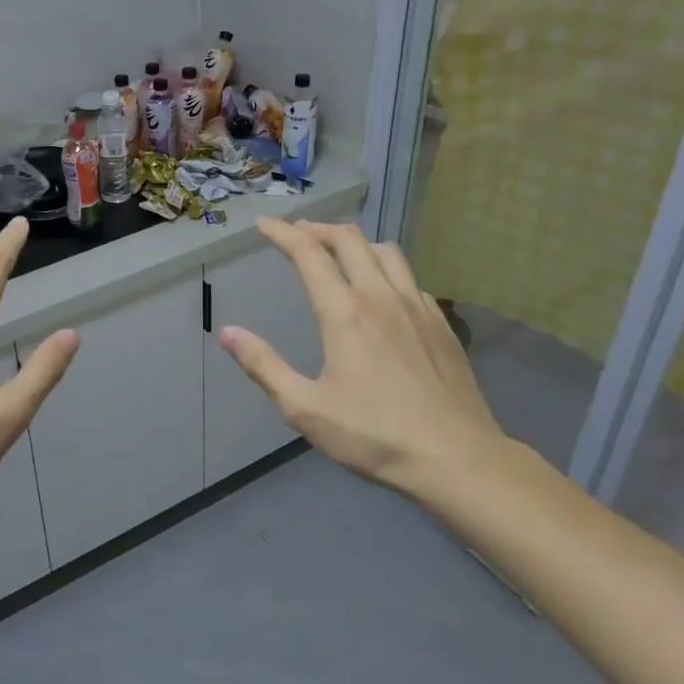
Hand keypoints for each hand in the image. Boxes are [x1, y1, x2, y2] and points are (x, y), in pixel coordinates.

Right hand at [217, 219, 507, 497]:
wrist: (456, 458)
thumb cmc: (373, 435)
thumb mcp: (304, 408)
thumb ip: (263, 366)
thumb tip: (227, 332)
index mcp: (344, 313)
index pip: (309, 254)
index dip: (282, 234)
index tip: (264, 225)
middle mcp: (381, 296)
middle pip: (349, 239)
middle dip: (318, 229)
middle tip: (297, 233)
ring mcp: (417, 306)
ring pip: (385, 251)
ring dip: (355, 242)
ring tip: (338, 252)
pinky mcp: (441, 323)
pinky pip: (409, 277)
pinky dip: (385, 268)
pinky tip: (381, 291)